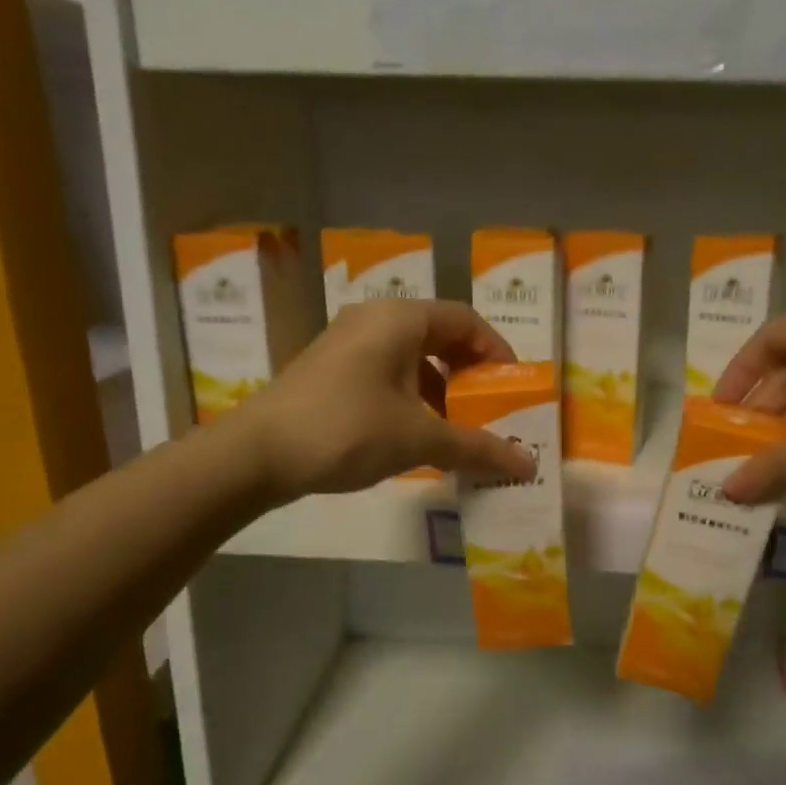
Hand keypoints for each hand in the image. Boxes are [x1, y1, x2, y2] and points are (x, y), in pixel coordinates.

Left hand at [237, 299, 537, 501]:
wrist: (256, 454)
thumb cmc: (347, 430)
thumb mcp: (418, 438)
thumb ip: (477, 447)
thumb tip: (529, 466)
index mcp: (400, 318)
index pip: (465, 320)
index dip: (497, 351)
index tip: (513, 387)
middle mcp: (374, 319)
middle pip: (439, 335)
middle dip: (470, 373)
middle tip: (490, 408)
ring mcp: (347, 343)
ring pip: (411, 356)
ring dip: (441, 389)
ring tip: (457, 427)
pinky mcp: (331, 370)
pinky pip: (386, 372)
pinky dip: (412, 396)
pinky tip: (416, 434)